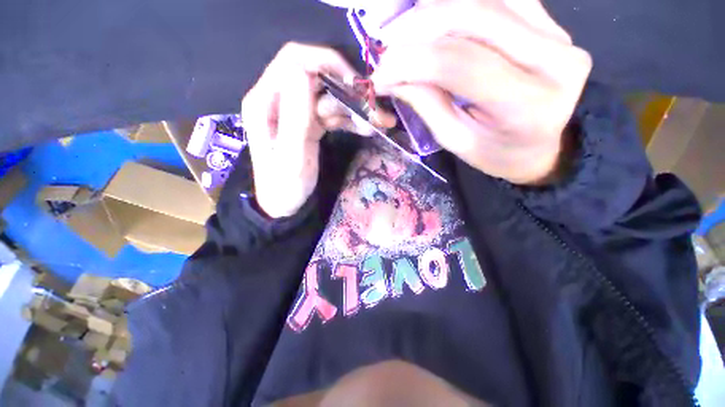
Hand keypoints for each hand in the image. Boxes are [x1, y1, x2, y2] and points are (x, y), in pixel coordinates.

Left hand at [241, 43, 365, 217]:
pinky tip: (365, 128)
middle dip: (348, 90)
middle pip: (317, 76)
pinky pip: (332, 113)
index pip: (294, 61)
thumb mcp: (291, 157)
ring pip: (329, 96)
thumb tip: (304, 72)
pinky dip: (350, 118)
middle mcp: (279, 99)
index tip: (354, 85)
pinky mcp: (309, 122)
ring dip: (354, 107)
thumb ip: (295, 118)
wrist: (285, 203)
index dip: (326, 63)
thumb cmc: (284, 185)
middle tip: (374, 108)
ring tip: (377, 123)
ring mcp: (296, 111)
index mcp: (265, 102)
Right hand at [371, 0, 591, 184]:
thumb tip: (391, 75)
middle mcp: (552, 59)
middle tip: (386, 46)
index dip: (410, 61)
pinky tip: (434, 17)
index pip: (458, 63)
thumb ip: (426, 104)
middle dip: (416, 27)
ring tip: (402, 30)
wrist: (542, 146)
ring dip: (433, 8)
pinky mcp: (553, 22)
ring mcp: (558, 34)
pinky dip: (458, 3)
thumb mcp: (456, 140)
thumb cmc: (496, 153)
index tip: (379, 73)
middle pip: (471, 16)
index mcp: (525, 104)